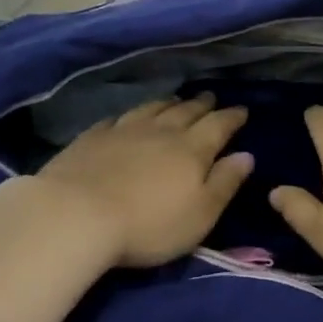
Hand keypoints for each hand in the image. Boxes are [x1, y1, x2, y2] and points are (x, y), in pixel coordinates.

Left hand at [37, 94, 252, 267]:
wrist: (76, 216)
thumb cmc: (149, 224)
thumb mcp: (201, 213)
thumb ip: (225, 183)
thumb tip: (246, 155)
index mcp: (192, 150)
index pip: (219, 126)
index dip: (232, 117)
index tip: (242, 110)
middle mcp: (161, 132)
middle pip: (186, 112)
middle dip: (202, 104)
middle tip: (211, 97)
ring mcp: (123, 131)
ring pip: (152, 109)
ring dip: (168, 103)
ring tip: (176, 99)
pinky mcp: (91, 138)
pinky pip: (117, 118)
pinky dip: (130, 114)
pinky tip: (128, 116)